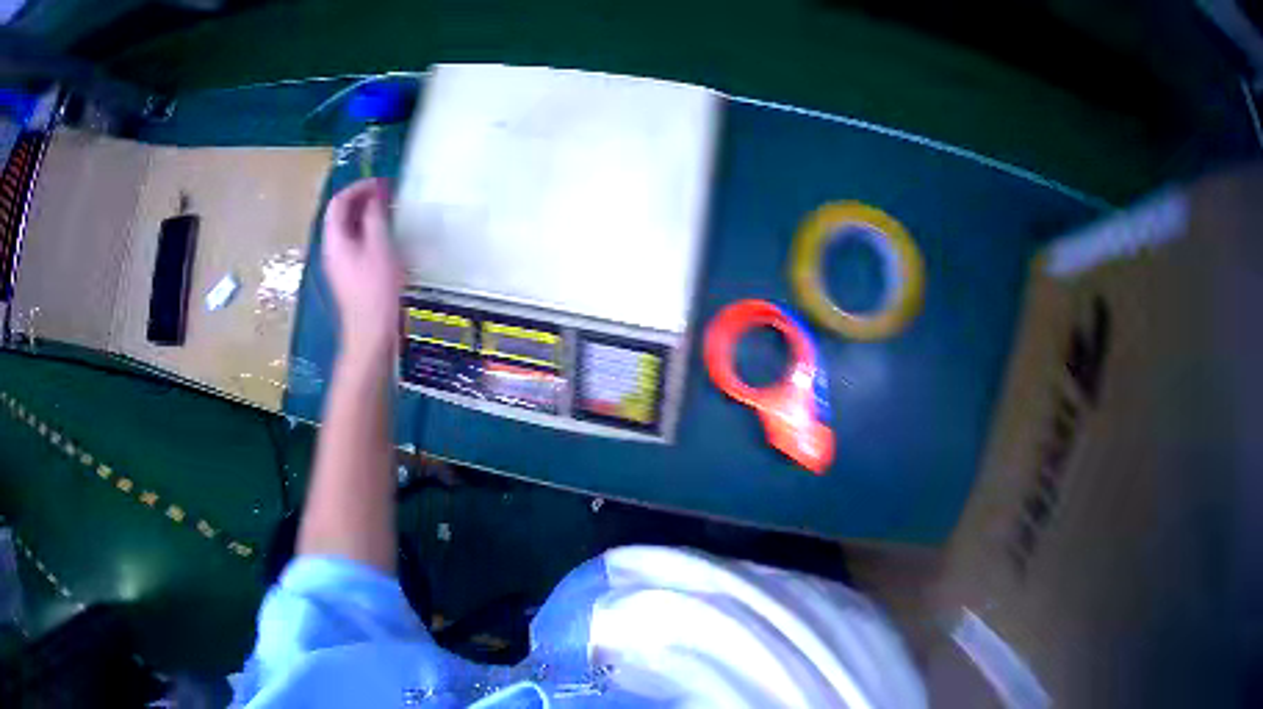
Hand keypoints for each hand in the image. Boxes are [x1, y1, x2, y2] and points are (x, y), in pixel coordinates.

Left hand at [322, 179, 401, 358]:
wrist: (371, 333)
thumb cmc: (376, 289)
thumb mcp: (380, 246)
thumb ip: (375, 217)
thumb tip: (374, 197)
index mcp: (334, 239)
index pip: (338, 202)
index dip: (358, 187)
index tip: (382, 182)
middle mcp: (331, 249)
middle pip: (340, 215)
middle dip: (362, 199)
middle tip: (387, 194)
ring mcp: (339, 265)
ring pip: (348, 230)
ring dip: (366, 216)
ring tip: (388, 211)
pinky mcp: (349, 277)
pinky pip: (355, 244)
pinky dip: (368, 232)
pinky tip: (386, 237)